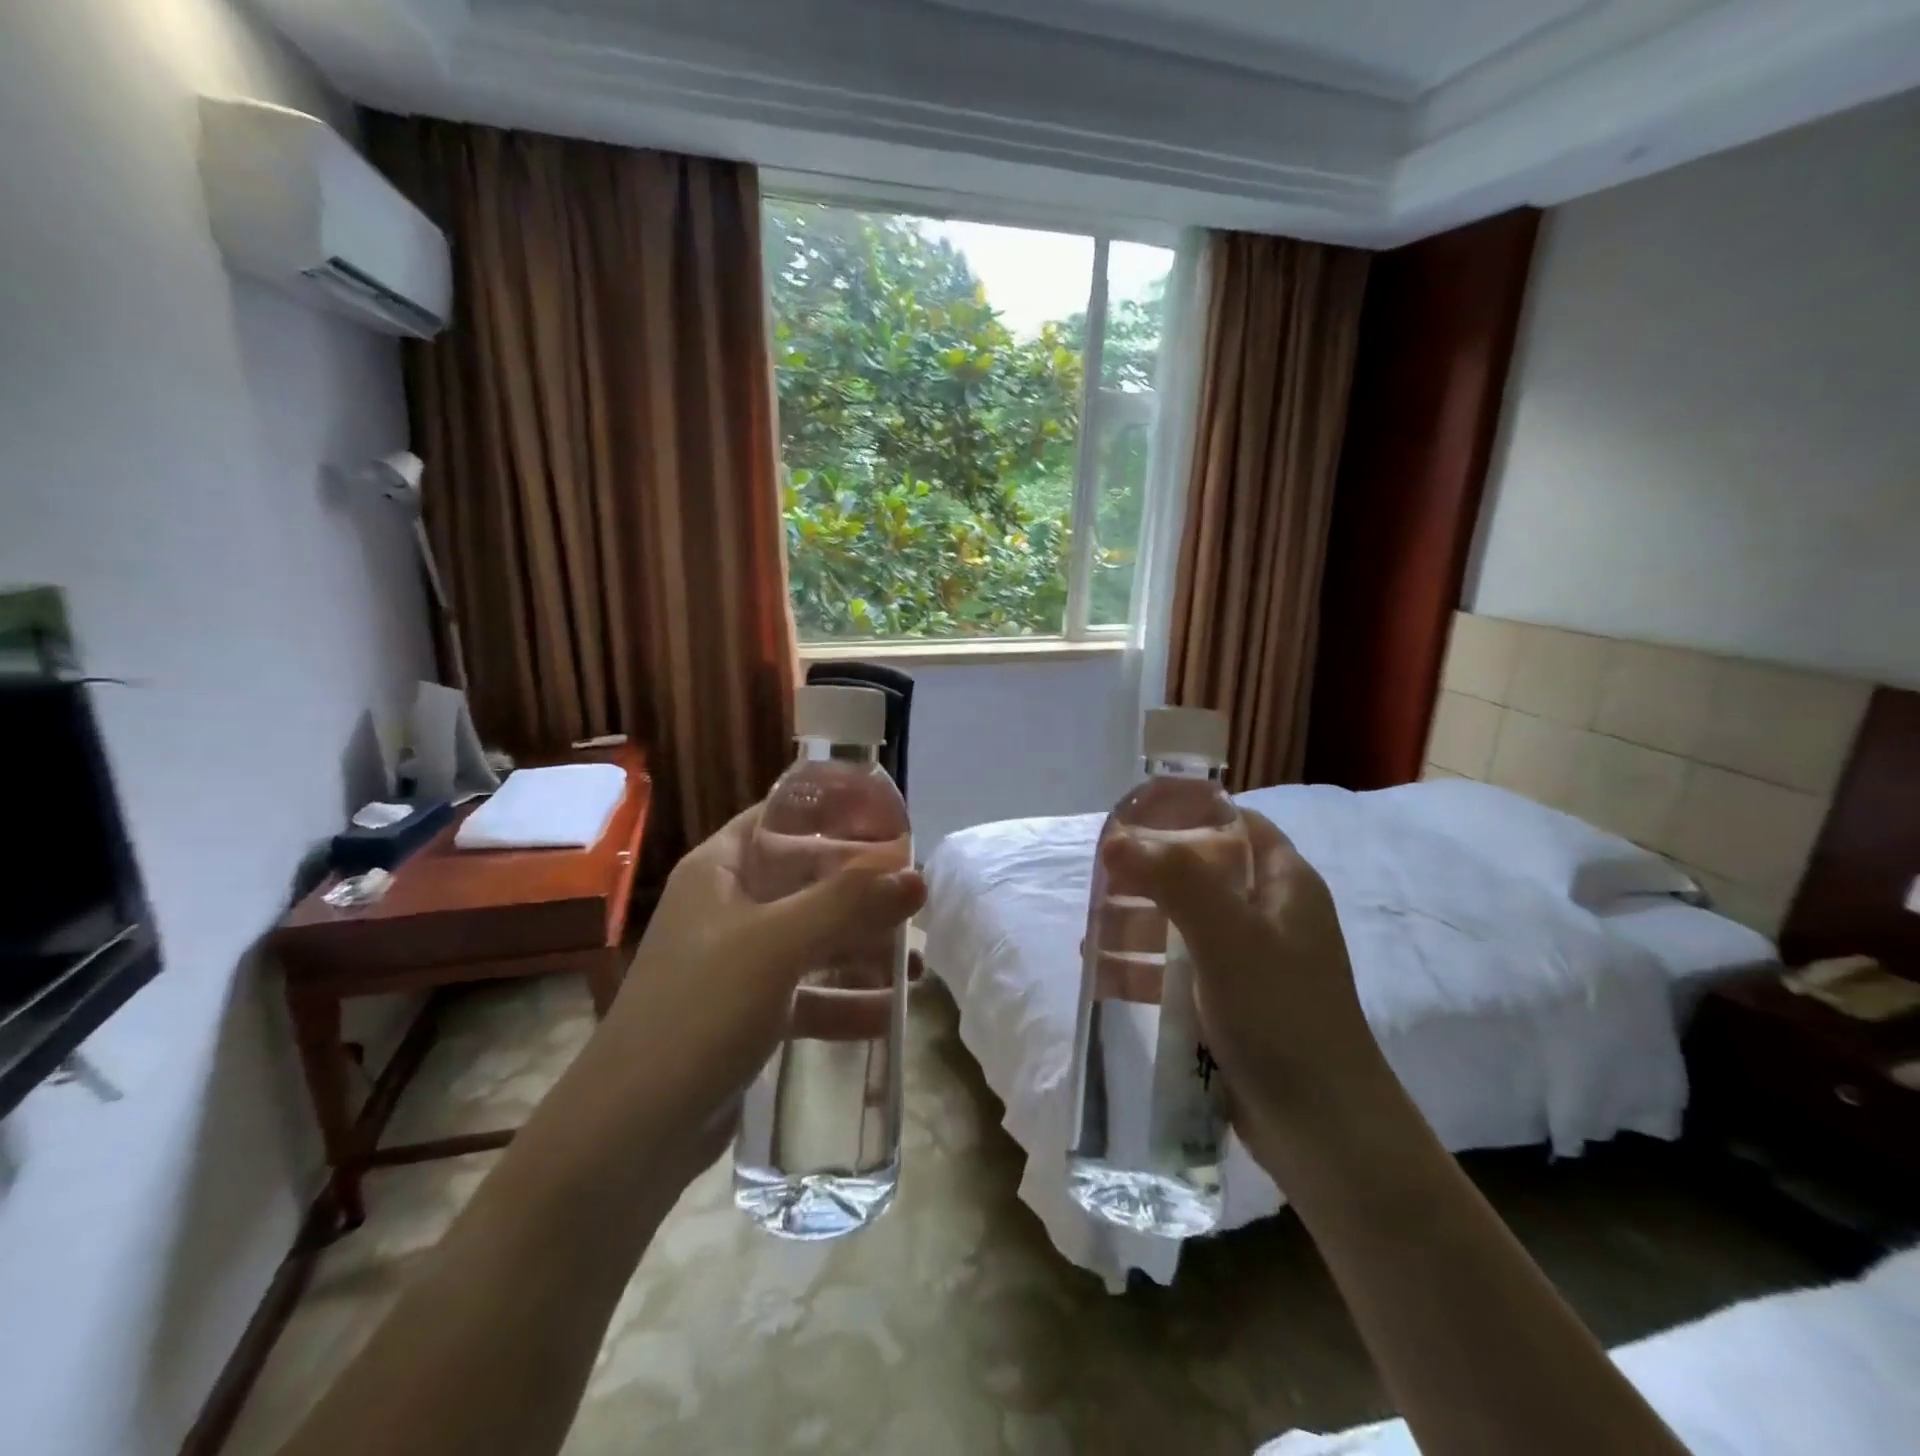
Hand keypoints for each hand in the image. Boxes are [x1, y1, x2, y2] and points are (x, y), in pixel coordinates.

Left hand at [603, 803, 925, 1146]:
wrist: (631, 1133)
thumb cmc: (701, 1011)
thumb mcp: (777, 944)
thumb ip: (848, 904)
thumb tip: (917, 877)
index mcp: (720, 870)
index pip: (780, 817)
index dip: (832, 811)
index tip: (890, 820)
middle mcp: (727, 907)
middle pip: (805, 880)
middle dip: (861, 889)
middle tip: (916, 895)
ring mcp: (737, 963)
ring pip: (811, 939)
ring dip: (860, 948)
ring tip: (915, 963)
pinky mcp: (746, 1014)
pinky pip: (806, 993)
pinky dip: (843, 1000)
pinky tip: (889, 1015)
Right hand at [1101, 810, 1385, 1163]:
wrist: (1324, 1130)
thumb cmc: (1281, 1016)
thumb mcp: (1228, 936)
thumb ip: (1174, 879)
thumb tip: (1115, 842)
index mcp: (1284, 884)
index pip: (1234, 824)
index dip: (1186, 814)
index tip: (1132, 821)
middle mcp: (1270, 915)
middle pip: (1200, 873)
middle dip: (1148, 876)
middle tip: (1101, 881)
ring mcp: (1250, 962)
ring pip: (1184, 923)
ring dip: (1138, 924)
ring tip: (1091, 935)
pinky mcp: (1231, 1004)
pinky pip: (1180, 970)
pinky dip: (1145, 968)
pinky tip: (1105, 977)